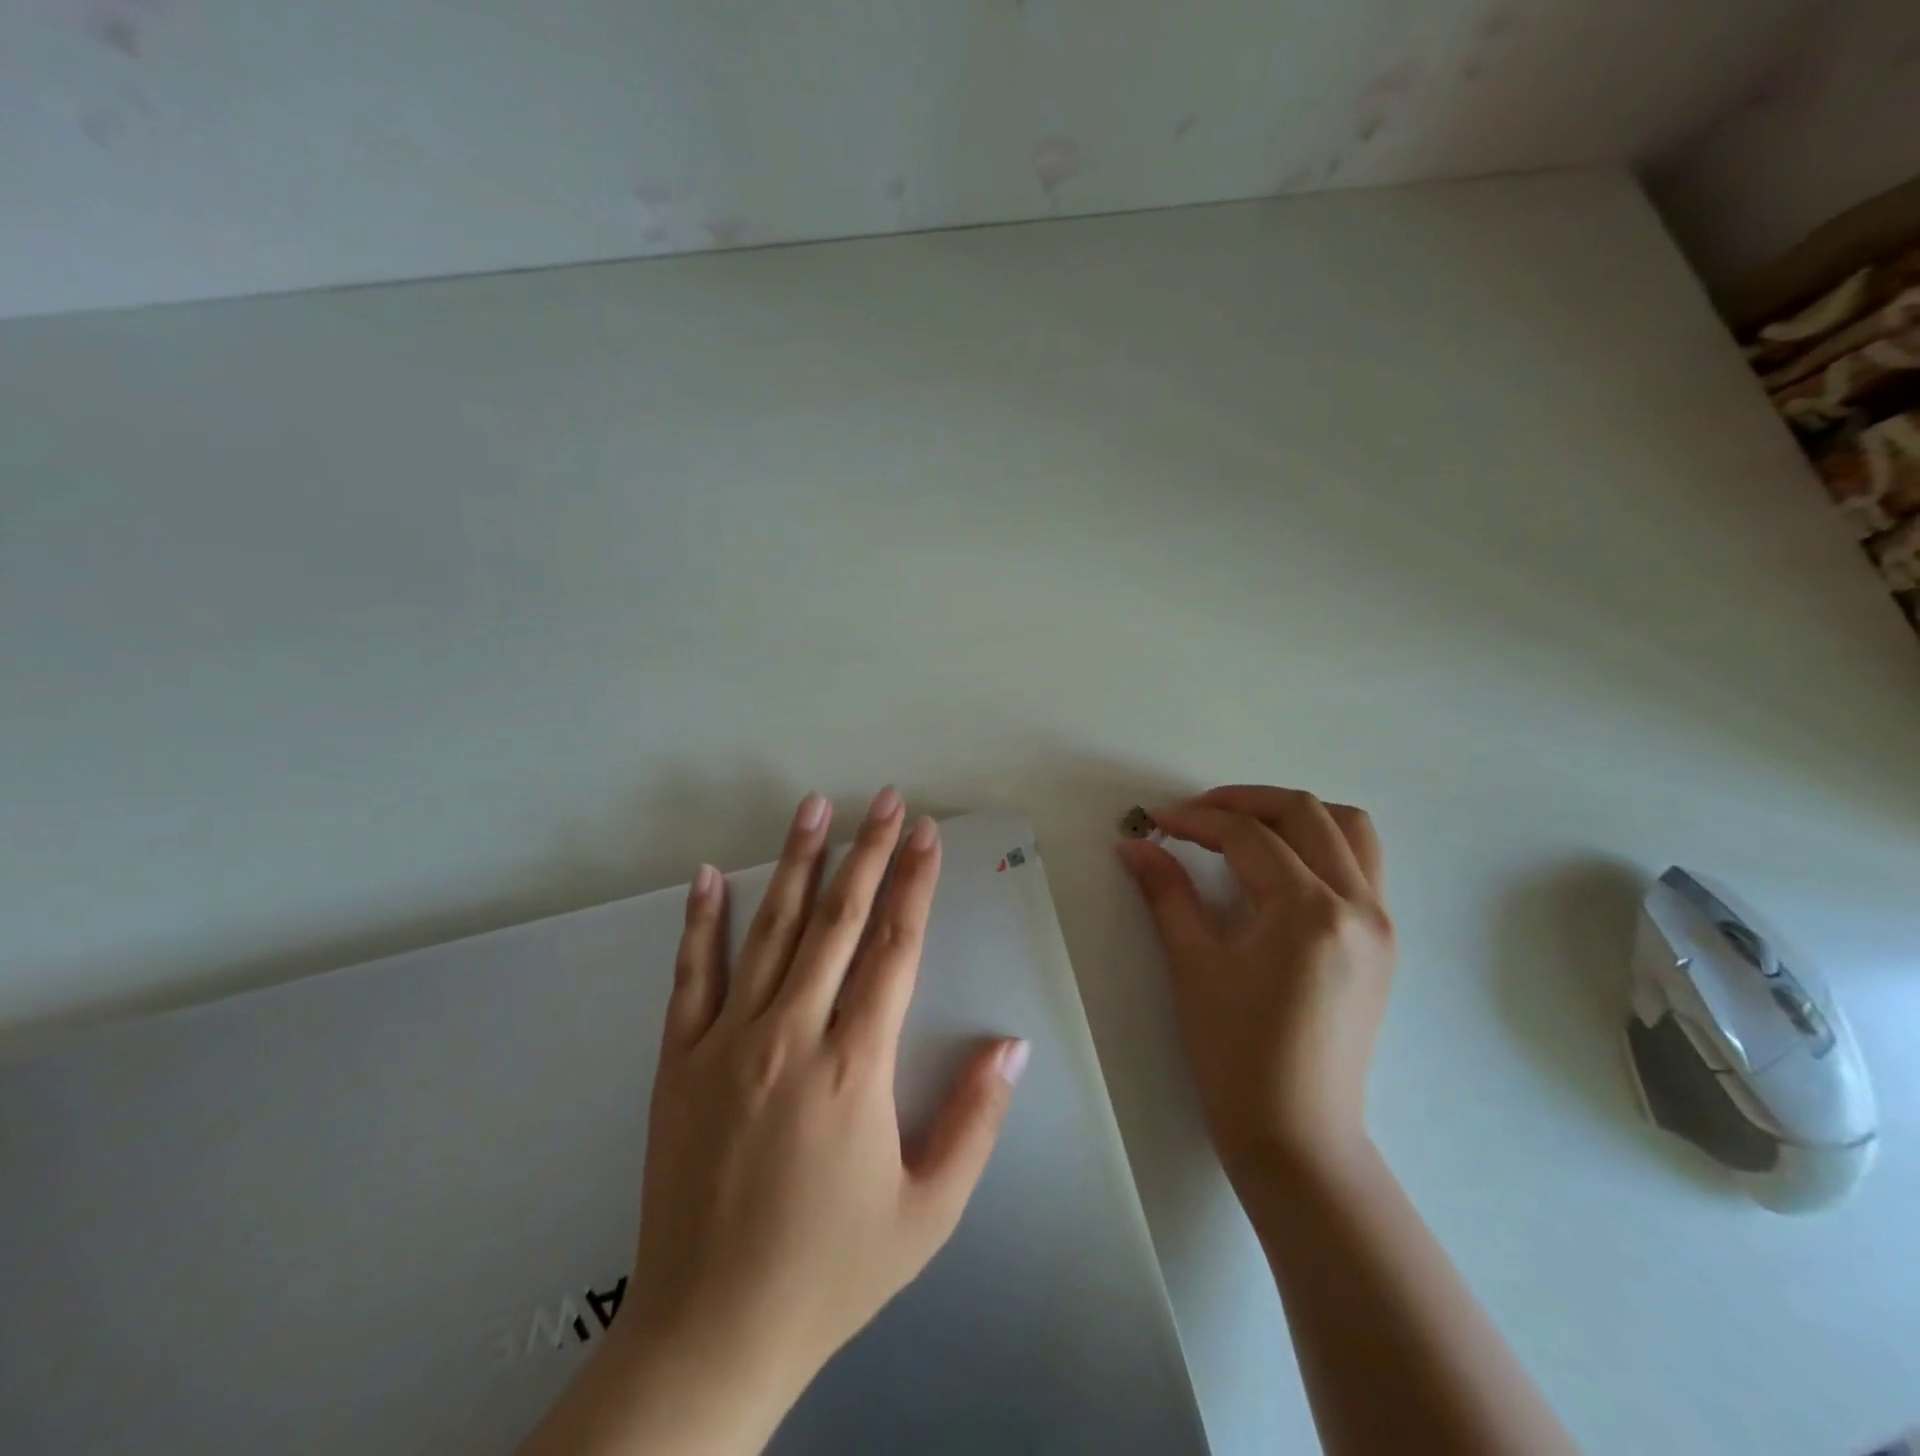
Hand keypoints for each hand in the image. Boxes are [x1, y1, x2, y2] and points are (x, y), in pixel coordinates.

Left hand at [611, 788, 1026, 1449]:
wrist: (711, 1331)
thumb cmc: (831, 1270)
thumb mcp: (928, 1211)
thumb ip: (974, 1121)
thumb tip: (1011, 1046)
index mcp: (854, 1067)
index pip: (894, 949)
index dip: (916, 885)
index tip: (927, 836)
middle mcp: (791, 1035)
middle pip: (837, 921)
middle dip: (868, 852)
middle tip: (886, 800)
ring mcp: (726, 1041)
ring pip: (769, 930)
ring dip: (795, 862)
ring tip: (813, 808)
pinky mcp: (677, 1060)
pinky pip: (692, 975)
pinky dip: (701, 920)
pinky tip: (708, 875)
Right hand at [1115, 785, 1393, 1185]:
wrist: (1296, 1134)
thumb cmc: (1236, 1054)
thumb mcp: (1193, 965)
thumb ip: (1165, 893)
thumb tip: (1134, 844)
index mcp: (1309, 911)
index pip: (1248, 836)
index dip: (1196, 820)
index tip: (1156, 821)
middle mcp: (1357, 905)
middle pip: (1306, 813)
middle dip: (1244, 801)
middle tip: (1195, 814)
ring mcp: (1380, 924)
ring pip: (1350, 831)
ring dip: (1294, 815)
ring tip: (1243, 830)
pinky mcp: (1383, 943)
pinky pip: (1361, 865)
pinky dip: (1321, 845)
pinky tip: (1278, 868)